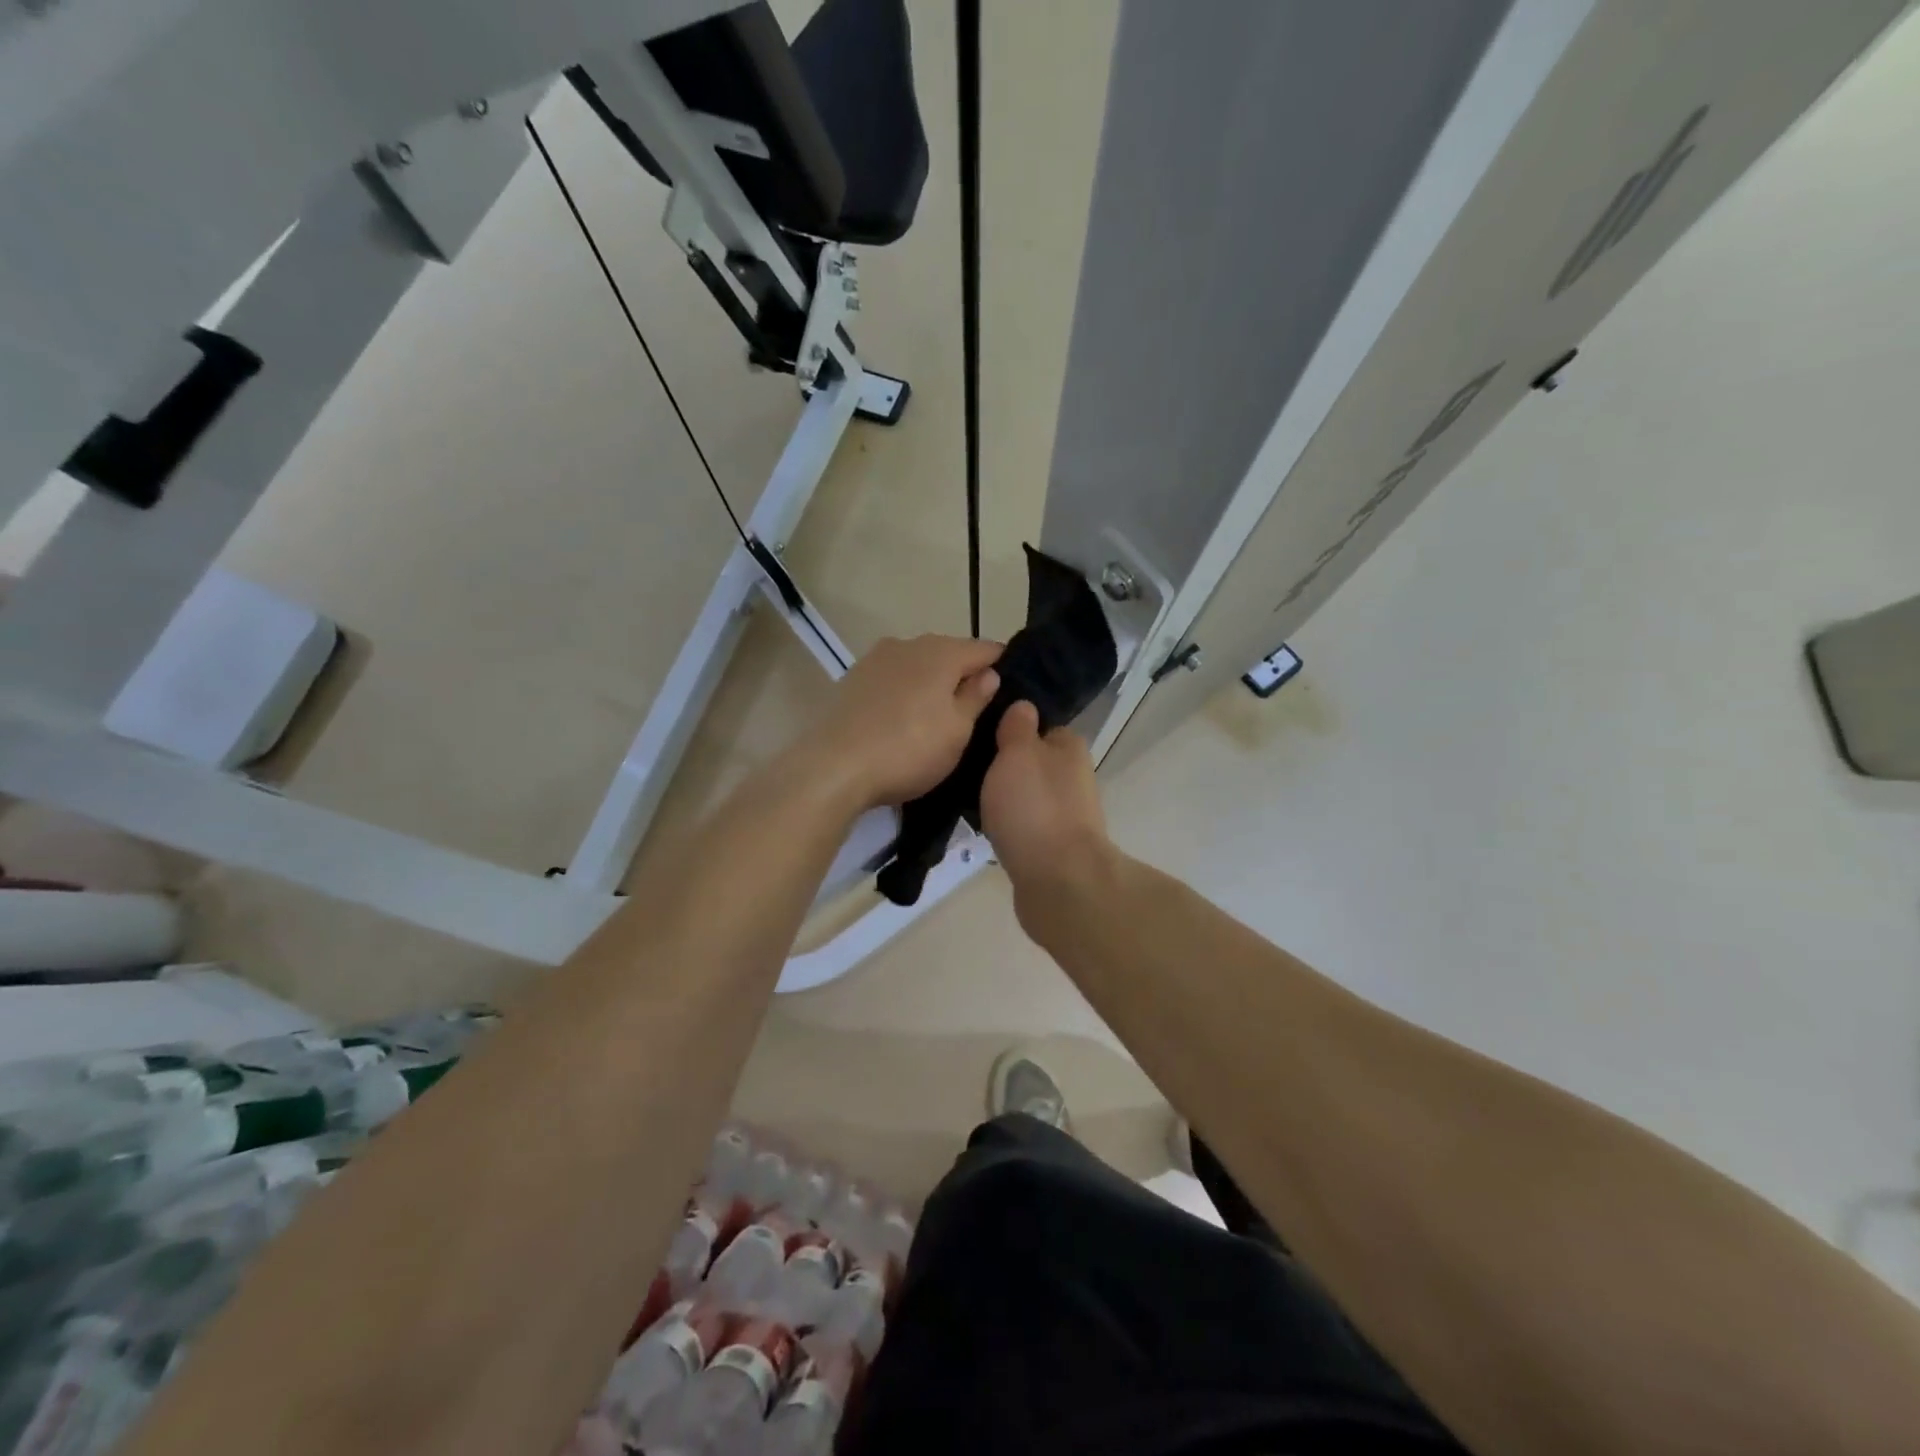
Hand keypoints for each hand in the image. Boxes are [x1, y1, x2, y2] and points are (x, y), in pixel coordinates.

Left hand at [803, 635, 1002, 809]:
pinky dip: (905, 693)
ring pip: (918, 665)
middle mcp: (908, 644)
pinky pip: (892, 680)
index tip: (1012, 687)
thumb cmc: (908, 749)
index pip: (984, 648)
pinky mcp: (853, 680)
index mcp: (941, 652)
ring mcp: (875, 659)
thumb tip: (989, 674)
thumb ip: (976, 697)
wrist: (834, 767)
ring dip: (932, 684)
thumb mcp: (957, 731)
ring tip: (939, 716)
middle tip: (977, 709)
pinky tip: (904, 719)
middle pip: (949, 653)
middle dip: (964, 675)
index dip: (1001, 665)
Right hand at [979, 701, 1113, 921]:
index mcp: (1070, 748)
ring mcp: (1067, 815)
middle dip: (1006, 767)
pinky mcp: (1055, 847)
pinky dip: (1010, 826)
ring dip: (1007, 799)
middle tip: (969, 768)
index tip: (983, 735)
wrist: (1058, 881)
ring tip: (969, 799)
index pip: (1041, 727)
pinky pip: (1027, 825)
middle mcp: (1074, 778)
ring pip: (1030, 796)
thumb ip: (1018, 728)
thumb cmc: (1034, 807)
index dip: (1014, 729)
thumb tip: (1024, 707)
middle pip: (1035, 763)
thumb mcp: (1018, 753)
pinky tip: (987, 829)